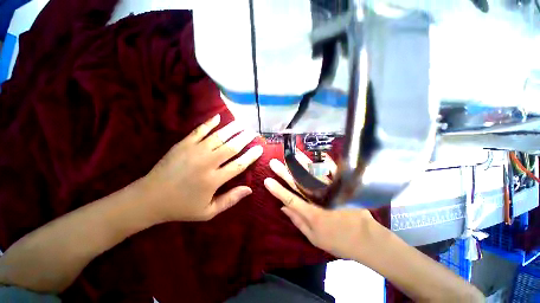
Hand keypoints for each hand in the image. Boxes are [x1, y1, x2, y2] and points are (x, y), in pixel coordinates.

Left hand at [142, 114, 262, 221]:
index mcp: (214, 180)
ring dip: (232, 129)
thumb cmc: (181, 207)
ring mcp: (194, 151)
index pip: (239, 165)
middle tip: (253, 132)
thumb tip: (249, 189)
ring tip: (242, 123)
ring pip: (218, 136)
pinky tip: (218, 117)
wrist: (149, 199)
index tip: (260, 148)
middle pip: (231, 147)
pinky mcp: (183, 144)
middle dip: (245, 138)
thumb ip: (230, 200)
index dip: (251, 156)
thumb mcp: (208, 212)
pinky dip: (209, 123)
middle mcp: (207, 163)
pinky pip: (199, 131)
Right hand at [265, 154, 375, 259]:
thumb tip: (283, 207)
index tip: (267, 180)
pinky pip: (335, 173)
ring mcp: (332, 192)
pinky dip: (327, 163)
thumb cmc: (338, 241)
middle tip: (274, 163)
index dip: (277, 190)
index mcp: (311, 214)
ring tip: (292, 154)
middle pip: (298, 183)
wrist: (367, 240)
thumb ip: (298, 221)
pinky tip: (320, 154)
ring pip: (313, 175)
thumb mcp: (314, 237)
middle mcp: (320, 200)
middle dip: (284, 172)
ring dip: (301, 163)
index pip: (290, 198)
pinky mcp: (344, 188)